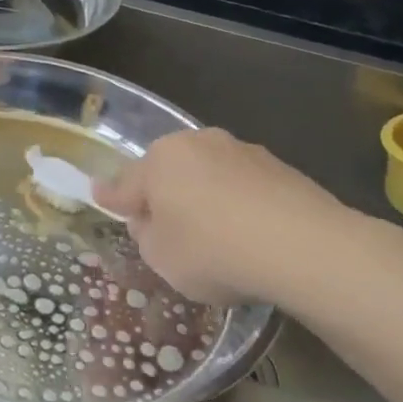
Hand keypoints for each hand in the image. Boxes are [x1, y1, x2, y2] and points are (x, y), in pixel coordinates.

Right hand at [93, 127, 355, 308]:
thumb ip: (146, 233)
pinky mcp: (278, 166)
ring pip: (208, 175)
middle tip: (165, 230)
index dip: (113, 197)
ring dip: (203, 197)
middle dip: (163, 194)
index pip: (126, 183)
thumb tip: (150, 217)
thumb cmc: (213, 251)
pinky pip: (242, 186)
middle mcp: (197, 144)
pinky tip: (248, 234)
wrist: (302, 246)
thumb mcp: (161, 257)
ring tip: (215, 236)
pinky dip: (237, 204)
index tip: (100, 196)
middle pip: (169, 172)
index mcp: (160, 160)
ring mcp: (241, 151)